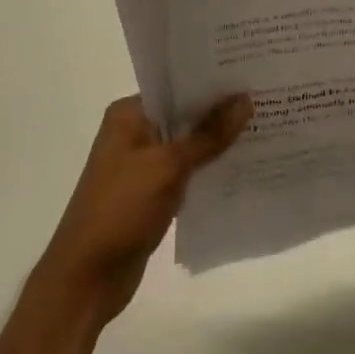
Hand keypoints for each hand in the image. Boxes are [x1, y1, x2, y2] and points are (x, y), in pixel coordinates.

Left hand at [34, 94, 252, 329]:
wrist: (87, 278)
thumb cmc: (121, 209)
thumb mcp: (168, 166)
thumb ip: (208, 134)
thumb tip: (245, 100)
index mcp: (129, 115)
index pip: (177, 86)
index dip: (212, 82)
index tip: (251, 75)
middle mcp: (134, 133)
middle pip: (185, 115)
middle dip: (221, 112)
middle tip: (268, 99)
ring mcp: (142, 165)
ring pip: (189, 145)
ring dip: (218, 143)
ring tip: (264, 128)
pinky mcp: (152, 194)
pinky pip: (187, 172)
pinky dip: (210, 170)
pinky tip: (244, 167)